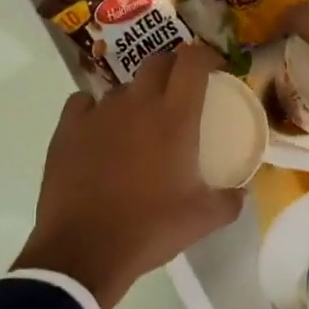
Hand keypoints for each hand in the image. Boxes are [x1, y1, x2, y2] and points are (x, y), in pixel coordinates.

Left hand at [13, 43, 244, 308]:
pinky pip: (85, 103)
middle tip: (181, 94)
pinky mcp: (66, 129)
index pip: (193, 60)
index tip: (216, 70)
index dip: (207, 56)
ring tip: (140, 125)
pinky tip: (101, 132)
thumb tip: (241, 191)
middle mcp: (136, 103)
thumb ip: (231, 199)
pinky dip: (97, 109)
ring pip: (122, 87)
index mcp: (175, 117)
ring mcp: (98, 113)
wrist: (84, 251)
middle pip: (158, 62)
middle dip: (174, 69)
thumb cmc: (150, 229)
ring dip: (137, 96)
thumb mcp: (204, 219)